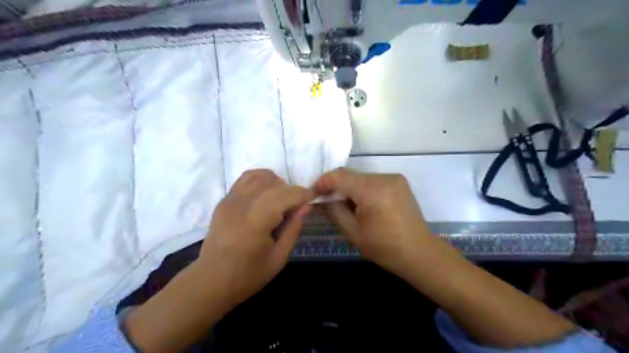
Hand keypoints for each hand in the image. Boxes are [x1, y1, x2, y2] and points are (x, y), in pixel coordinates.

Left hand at [197, 170, 312, 305]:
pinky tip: (265, 194)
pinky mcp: (225, 199)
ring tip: (280, 201)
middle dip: (292, 191)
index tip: (313, 200)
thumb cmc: (248, 275)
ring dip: (277, 184)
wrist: (210, 281)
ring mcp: (231, 199)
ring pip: (261, 176)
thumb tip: (307, 206)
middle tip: (296, 208)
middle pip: (276, 183)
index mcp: (258, 220)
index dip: (305, 194)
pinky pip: (246, 178)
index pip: (288, 194)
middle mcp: (244, 203)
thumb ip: (294, 228)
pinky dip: (261, 180)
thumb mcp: (279, 257)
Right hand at [313, 169, 426, 272]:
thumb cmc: (384, 248)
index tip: (313, 193)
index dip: (323, 182)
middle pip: (350, 175)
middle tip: (326, 201)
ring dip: (349, 188)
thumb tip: (319, 199)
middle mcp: (385, 178)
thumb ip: (333, 211)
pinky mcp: (399, 181)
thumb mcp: (353, 232)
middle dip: (335, 186)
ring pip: (361, 177)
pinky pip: (372, 180)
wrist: (419, 252)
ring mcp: (394, 178)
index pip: (340, 176)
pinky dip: (362, 188)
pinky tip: (362, 204)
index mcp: (373, 191)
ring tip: (346, 205)